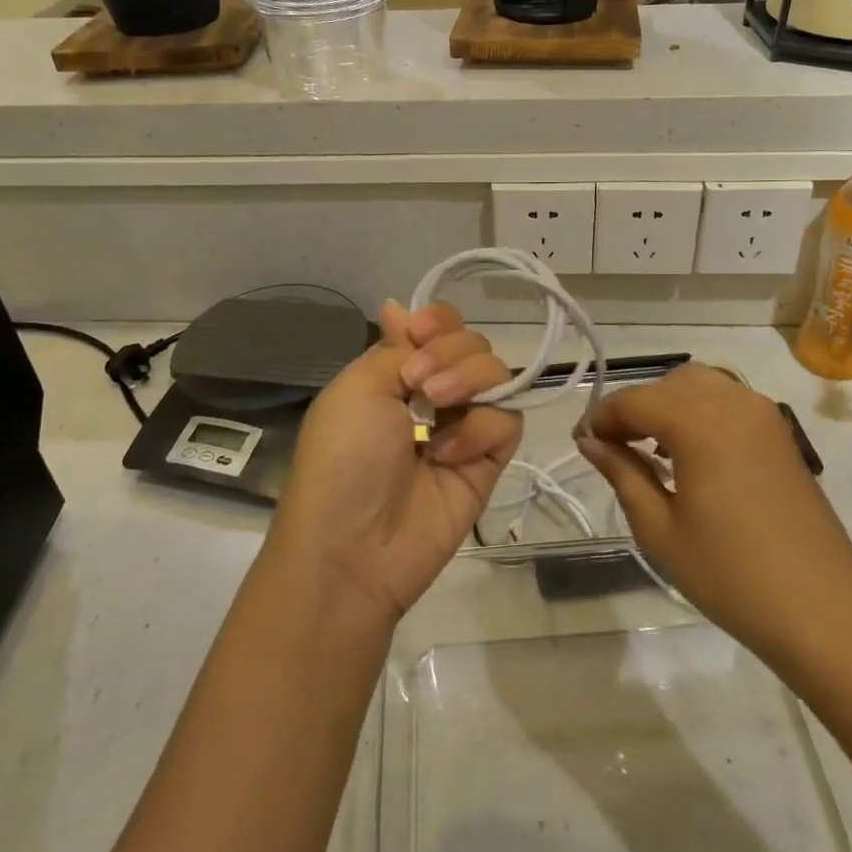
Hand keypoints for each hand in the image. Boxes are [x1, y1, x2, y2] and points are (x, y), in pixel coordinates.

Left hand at [267, 302, 521, 625]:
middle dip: (451, 351)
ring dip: (469, 379)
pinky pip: (506, 421)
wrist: (355, 546)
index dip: (438, 322)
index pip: (438, 327)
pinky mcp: (489, 460)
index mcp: (397, 373)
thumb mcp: (358, 387)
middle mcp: (434, 394)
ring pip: (497, 374)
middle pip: (473, 344)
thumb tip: (398, 305)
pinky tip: (449, 454)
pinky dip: (480, 429)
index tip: (420, 334)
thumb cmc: (344, 456)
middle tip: (419, 384)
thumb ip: (396, 347)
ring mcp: (464, 426)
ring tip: (437, 407)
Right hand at [575, 364, 851, 669]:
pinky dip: (699, 412)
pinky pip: (727, 402)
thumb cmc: (731, 575)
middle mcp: (732, 402)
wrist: (823, 609)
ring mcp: (762, 414)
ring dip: (668, 406)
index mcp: (699, 422)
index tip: (581, 443)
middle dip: (635, 408)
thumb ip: (622, 473)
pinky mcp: (779, 432)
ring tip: (649, 451)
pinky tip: (689, 454)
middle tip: (613, 449)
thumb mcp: (660, 529)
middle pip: (668, 384)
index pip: (634, 400)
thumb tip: (590, 442)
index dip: (601, 417)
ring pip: (700, 386)